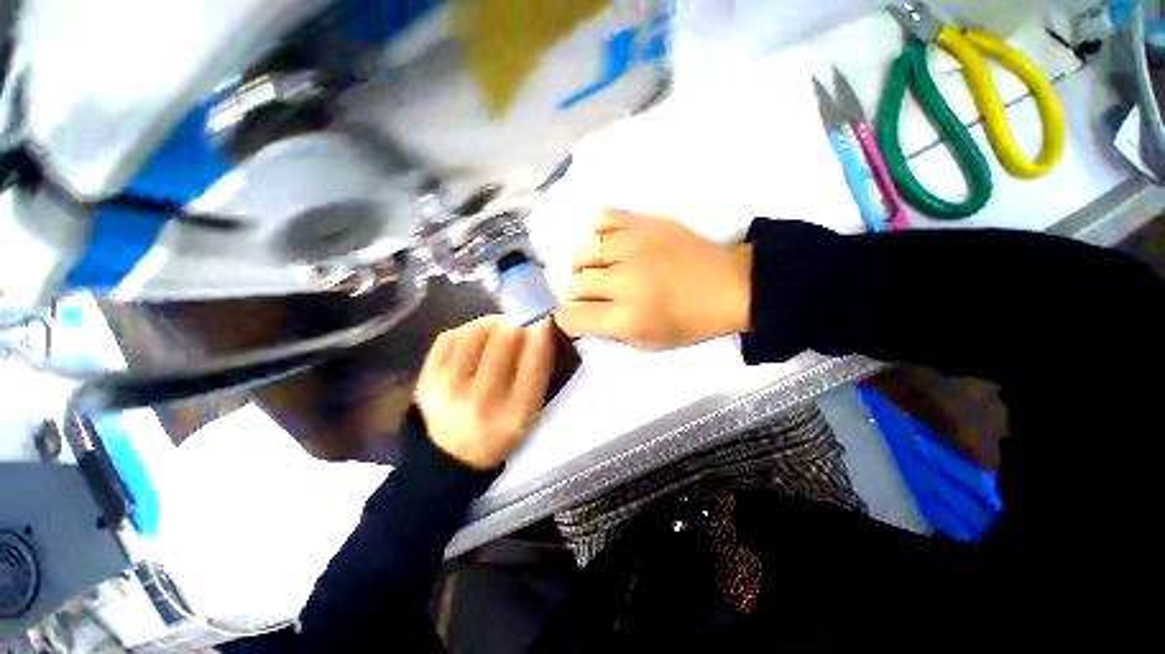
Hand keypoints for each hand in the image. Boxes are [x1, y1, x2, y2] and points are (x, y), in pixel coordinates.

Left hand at [415, 316, 553, 469]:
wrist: (454, 454)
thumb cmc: (501, 428)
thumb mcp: (531, 411)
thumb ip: (538, 371)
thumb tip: (537, 325)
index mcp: (515, 415)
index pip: (535, 361)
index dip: (542, 333)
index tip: (543, 319)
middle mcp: (481, 402)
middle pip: (505, 339)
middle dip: (517, 325)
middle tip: (520, 325)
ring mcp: (448, 390)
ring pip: (476, 331)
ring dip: (492, 323)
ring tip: (498, 329)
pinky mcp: (425, 380)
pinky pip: (450, 336)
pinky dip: (468, 330)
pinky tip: (477, 339)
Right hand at [556, 210, 751, 350]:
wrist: (729, 285)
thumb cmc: (690, 321)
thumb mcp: (649, 343)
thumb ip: (610, 332)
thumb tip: (584, 316)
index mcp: (627, 317)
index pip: (572, 317)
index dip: (567, 319)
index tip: (576, 317)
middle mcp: (623, 280)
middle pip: (575, 284)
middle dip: (577, 294)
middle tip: (592, 296)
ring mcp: (632, 246)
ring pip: (583, 252)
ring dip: (583, 266)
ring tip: (596, 270)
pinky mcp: (643, 222)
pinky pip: (603, 219)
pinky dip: (598, 234)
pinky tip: (607, 245)